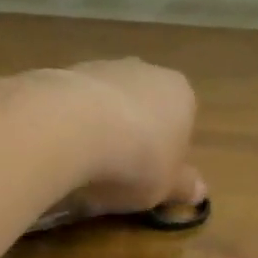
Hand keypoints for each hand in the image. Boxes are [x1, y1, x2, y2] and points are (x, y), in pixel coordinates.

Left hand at [29, 60, 203, 228]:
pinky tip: (57, 147)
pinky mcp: (61, 72)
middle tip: (116, 173)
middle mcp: (144, 71)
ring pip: (104, 102)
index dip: (166, 153)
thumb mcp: (165, 186)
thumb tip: (199, 191)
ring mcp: (100, 67)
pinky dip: (66, 122)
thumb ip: (182, 186)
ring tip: (81, 164)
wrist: (68, 127)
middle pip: (142, 107)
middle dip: (131, 135)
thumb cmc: (133, 160)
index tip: (150, 178)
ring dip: (96, 127)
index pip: (182, 122)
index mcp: (180, 94)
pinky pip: (70, 103)